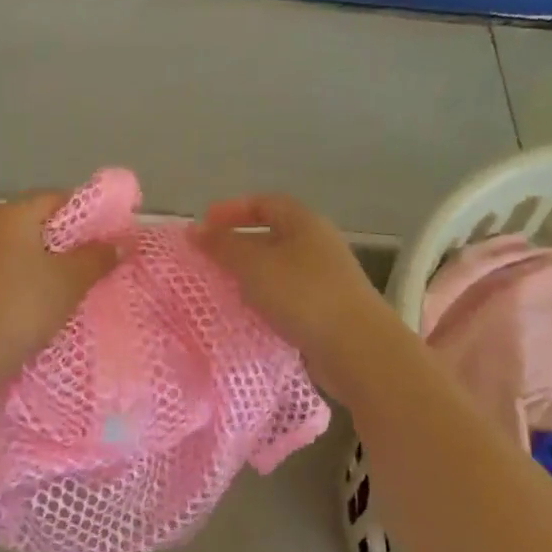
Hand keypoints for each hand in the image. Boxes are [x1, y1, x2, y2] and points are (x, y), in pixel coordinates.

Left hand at [0, 192, 117, 393]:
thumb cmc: (20, 307)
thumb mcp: (69, 281)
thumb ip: (97, 257)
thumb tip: (119, 242)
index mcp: (11, 213)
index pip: (58, 198)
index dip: (90, 215)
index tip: (113, 238)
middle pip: (38, 224)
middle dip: (70, 242)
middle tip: (99, 264)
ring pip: (21, 250)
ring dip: (48, 264)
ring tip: (75, 287)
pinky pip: (6, 272)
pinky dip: (27, 281)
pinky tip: (42, 303)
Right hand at [195, 194, 405, 401]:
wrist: (356, 349)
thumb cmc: (303, 296)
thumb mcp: (254, 266)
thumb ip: (222, 246)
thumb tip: (195, 230)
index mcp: (305, 224)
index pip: (265, 203)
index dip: (232, 209)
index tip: (204, 224)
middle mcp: (318, 245)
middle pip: (272, 235)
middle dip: (237, 244)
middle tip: (207, 259)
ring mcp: (325, 279)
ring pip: (278, 268)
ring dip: (249, 275)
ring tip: (220, 288)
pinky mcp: (326, 311)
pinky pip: (287, 296)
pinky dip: (264, 300)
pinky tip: (247, 314)